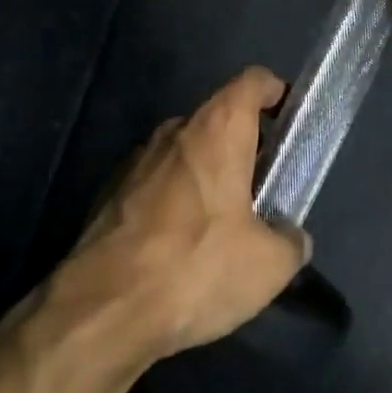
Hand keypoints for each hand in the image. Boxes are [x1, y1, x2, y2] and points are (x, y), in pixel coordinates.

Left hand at [66, 67, 308, 357]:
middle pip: (218, 119)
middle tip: (263, 188)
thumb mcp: (269, 265)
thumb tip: (290, 238)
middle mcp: (175, 131)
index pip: (252, 81)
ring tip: (221, 225)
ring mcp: (136, 160)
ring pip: (185, 153)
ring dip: (206, 175)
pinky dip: (174, 201)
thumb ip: (290, 240)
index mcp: (218, 130)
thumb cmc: (196, 267)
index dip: (275, 92)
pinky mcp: (109, 193)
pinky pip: (155, 183)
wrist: (101, 310)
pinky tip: (178, 247)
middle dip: (243, 146)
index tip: (289, 119)